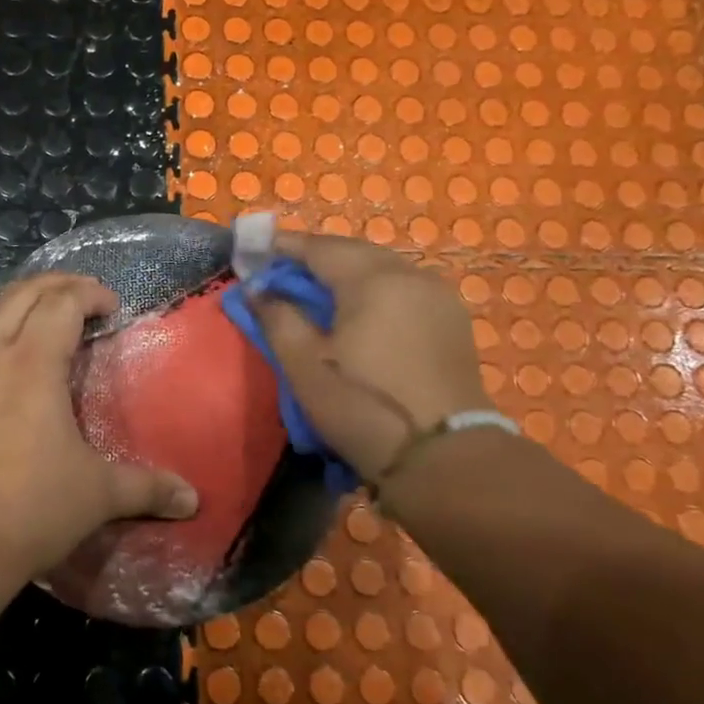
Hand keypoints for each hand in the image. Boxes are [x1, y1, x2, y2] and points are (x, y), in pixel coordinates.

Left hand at [0, 274, 198, 575]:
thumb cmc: (32, 508)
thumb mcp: (99, 495)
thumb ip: (149, 489)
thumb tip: (193, 499)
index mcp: (35, 362)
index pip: (63, 303)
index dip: (89, 294)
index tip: (110, 306)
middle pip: (19, 296)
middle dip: (53, 287)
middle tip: (77, 299)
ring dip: (5, 310)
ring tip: (24, 324)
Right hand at [250, 232, 491, 484]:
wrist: (444, 457)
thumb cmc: (363, 406)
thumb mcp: (304, 365)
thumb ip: (277, 318)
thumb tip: (256, 289)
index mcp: (372, 280)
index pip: (318, 247)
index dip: (282, 247)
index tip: (253, 254)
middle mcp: (409, 275)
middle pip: (352, 251)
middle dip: (313, 257)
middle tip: (279, 275)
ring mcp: (437, 296)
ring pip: (380, 268)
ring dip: (344, 273)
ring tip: (314, 294)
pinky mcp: (450, 320)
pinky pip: (402, 288)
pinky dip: (372, 289)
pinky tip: (357, 313)